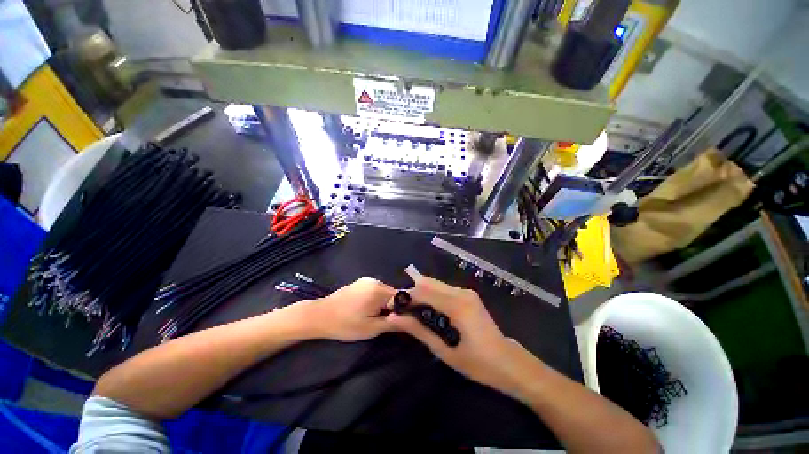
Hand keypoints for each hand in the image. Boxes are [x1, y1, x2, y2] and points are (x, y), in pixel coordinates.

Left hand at [302, 277, 395, 341]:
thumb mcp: (370, 328)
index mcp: (378, 290)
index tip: (399, 321)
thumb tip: (411, 320)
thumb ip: (392, 323)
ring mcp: (367, 280)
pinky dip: (377, 298)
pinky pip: (376, 289)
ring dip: (385, 303)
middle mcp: (375, 281)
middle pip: (393, 293)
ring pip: (385, 291)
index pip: (401, 297)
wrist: (319, 316)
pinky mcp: (360, 282)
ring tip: (374, 316)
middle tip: (384, 321)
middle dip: (393, 307)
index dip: (403, 309)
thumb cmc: (345, 325)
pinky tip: (366, 308)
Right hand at [386, 275, 529, 394]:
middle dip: (411, 292)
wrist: (508, 362)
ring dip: (420, 292)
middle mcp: (461, 292)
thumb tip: (394, 318)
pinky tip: (425, 306)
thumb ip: (418, 330)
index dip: (405, 296)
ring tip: (409, 308)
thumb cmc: (477, 363)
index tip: (391, 306)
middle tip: (399, 307)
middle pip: (429, 283)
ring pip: (436, 285)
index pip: (423, 291)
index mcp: (457, 305)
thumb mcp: (444, 351)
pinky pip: (444, 289)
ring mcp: (466, 292)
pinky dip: (431, 295)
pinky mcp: (468, 295)